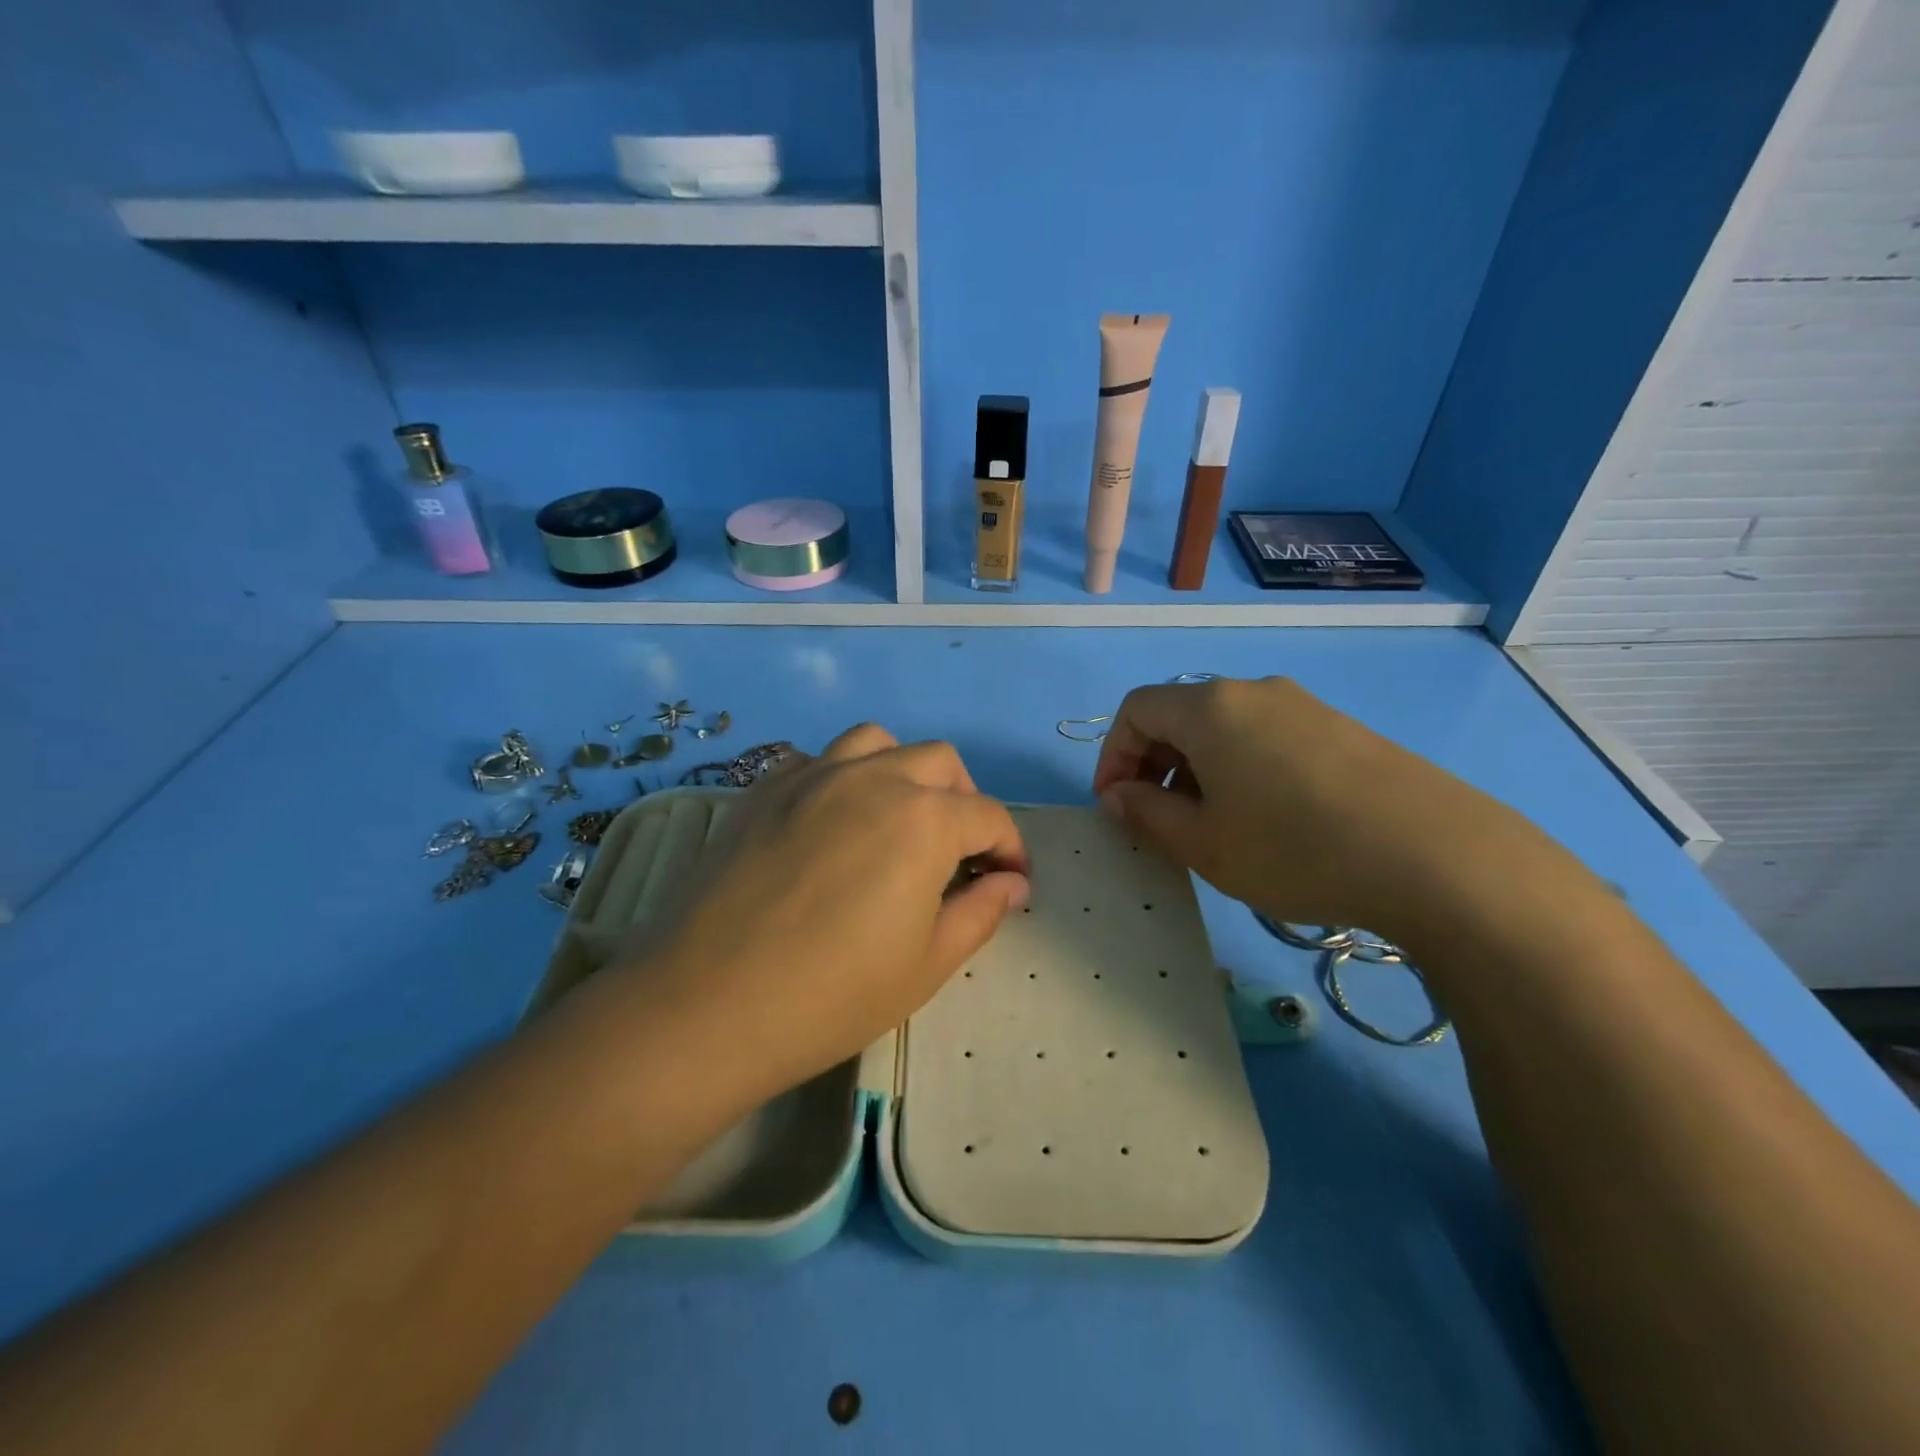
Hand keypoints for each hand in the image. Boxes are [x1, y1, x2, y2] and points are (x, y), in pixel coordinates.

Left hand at [625, 725, 1028, 1100]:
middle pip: (939, 763)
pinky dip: (843, 777)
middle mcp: (872, 777)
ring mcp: (812, 775)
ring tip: (897, 821)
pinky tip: (833, 823)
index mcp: (923, 818)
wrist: (707, 1006)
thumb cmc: (832, 995)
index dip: (1010, 849)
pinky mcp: (764, 789)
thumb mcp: (928, 964)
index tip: (1011, 882)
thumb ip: (981, 911)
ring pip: (877, 743)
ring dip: (903, 773)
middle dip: (963, 802)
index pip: (988, 816)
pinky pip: (818, 760)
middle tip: (958, 854)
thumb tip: (1011, 883)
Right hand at [1091, 676, 1538, 941]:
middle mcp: (1253, 691)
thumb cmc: (1294, 848)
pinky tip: (1266, 818)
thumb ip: (1147, 814)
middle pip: (1180, 714)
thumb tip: (1119, 795)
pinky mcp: (1341, 729)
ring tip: (1211, 824)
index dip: (1114, 755)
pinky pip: (1267, 737)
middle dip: (1154, 764)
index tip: (1117, 805)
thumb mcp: (1203, 843)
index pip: (1136, 710)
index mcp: (1210, 708)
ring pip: (1225, 728)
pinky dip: (1242, 768)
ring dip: (1198, 769)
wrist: (1435, 856)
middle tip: (1158, 819)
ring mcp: (1303, 706)